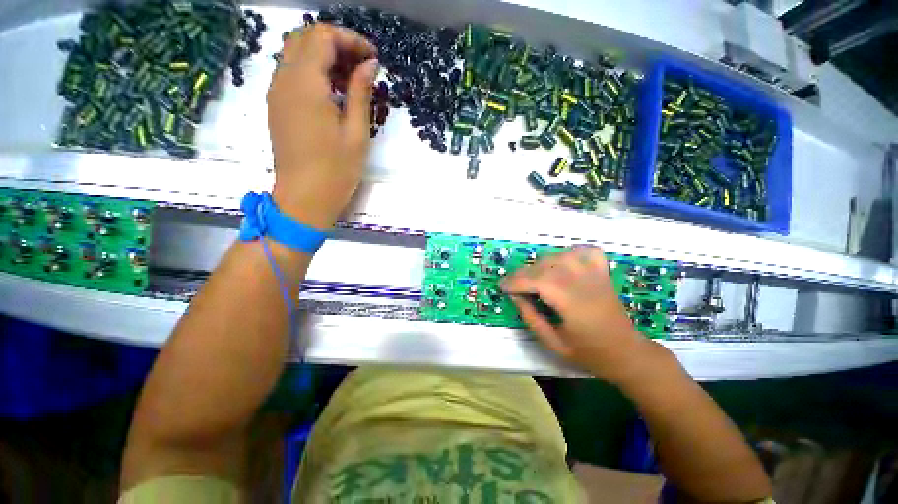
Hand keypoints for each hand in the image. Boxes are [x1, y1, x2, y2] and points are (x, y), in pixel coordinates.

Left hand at [268, 24, 377, 229]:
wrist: (304, 199)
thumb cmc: (336, 170)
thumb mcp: (356, 133)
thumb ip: (360, 92)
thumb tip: (369, 64)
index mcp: (305, 84)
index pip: (322, 37)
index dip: (350, 40)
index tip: (373, 58)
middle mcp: (284, 80)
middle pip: (305, 38)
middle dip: (336, 43)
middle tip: (362, 65)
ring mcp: (276, 93)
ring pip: (295, 53)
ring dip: (323, 56)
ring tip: (350, 79)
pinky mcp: (277, 106)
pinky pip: (291, 73)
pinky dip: (312, 71)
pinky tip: (332, 92)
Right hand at [501, 247, 668, 383]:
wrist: (628, 353)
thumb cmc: (590, 353)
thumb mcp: (554, 344)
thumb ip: (531, 318)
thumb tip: (515, 296)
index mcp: (572, 303)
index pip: (537, 281)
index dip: (516, 282)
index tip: (502, 287)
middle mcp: (584, 283)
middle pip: (546, 266)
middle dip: (523, 273)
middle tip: (512, 285)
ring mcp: (595, 275)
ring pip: (560, 256)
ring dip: (541, 263)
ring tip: (532, 276)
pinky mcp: (602, 272)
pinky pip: (585, 251)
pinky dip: (570, 252)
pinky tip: (562, 262)